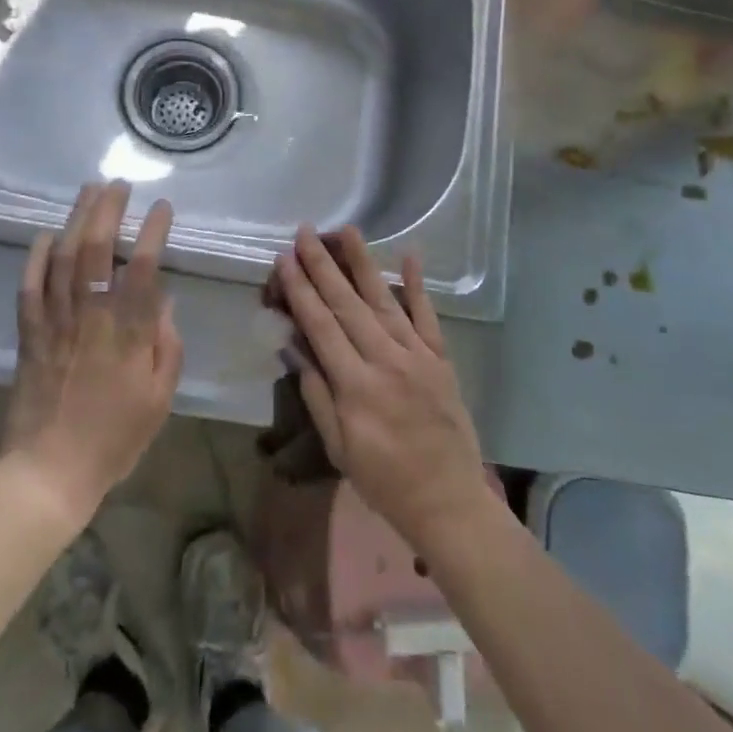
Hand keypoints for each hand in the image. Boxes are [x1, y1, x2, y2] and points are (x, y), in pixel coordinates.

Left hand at [0, 181, 182, 525]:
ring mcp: (54, 323)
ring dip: (75, 219)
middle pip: (95, 250)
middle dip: (108, 210)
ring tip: (87, 191)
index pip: (141, 267)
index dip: (152, 231)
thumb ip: (166, 344)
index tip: (162, 207)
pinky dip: (34, 257)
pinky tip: (44, 234)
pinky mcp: (28, 335)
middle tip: (118, 184)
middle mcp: (90, 317)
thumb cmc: (115, 438)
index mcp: (127, 333)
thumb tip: (162, 300)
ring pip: (61, 258)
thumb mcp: (159, 396)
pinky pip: (28, 287)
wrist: (50, 473)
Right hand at [274, 225, 493, 552]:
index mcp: (356, 385)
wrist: (447, 500)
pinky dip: (417, 285)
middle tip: (305, 232)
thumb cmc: (384, 480)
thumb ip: (317, 395)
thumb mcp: (338, 447)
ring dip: (363, 263)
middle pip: (347, 304)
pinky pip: (427, 315)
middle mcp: (386, 359)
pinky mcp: (441, 358)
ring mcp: (417, 355)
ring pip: (384, 300)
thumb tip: (297, 348)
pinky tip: (410, 256)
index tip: (285, 259)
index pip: (321, 325)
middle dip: (323, 265)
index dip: (300, 290)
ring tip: (347, 231)